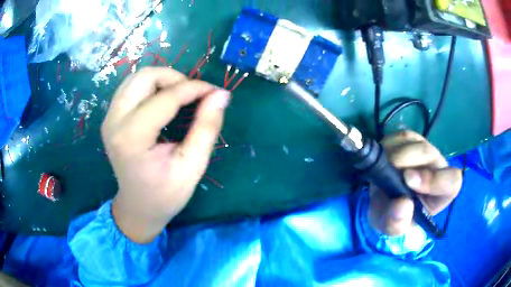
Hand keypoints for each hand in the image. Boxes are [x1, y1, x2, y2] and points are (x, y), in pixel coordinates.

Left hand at [101, 67, 229, 242]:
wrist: (137, 207)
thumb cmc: (165, 194)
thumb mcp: (192, 167)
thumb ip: (207, 128)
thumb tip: (221, 94)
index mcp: (132, 138)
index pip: (165, 98)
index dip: (194, 89)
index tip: (215, 91)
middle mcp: (114, 122)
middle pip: (144, 77)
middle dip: (173, 78)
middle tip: (193, 94)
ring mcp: (109, 118)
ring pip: (136, 78)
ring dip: (161, 80)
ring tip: (179, 96)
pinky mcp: (110, 118)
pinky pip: (130, 88)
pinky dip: (150, 86)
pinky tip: (162, 101)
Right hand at [368, 131, 462, 235]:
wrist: (383, 202)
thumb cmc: (394, 217)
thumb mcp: (392, 228)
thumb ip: (397, 223)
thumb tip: (403, 204)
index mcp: (442, 192)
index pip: (451, 181)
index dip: (435, 179)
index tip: (409, 181)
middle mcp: (438, 167)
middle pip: (428, 154)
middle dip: (406, 161)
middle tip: (386, 173)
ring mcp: (425, 149)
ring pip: (414, 141)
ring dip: (393, 154)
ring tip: (382, 170)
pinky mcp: (411, 139)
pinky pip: (400, 136)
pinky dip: (387, 146)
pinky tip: (382, 160)